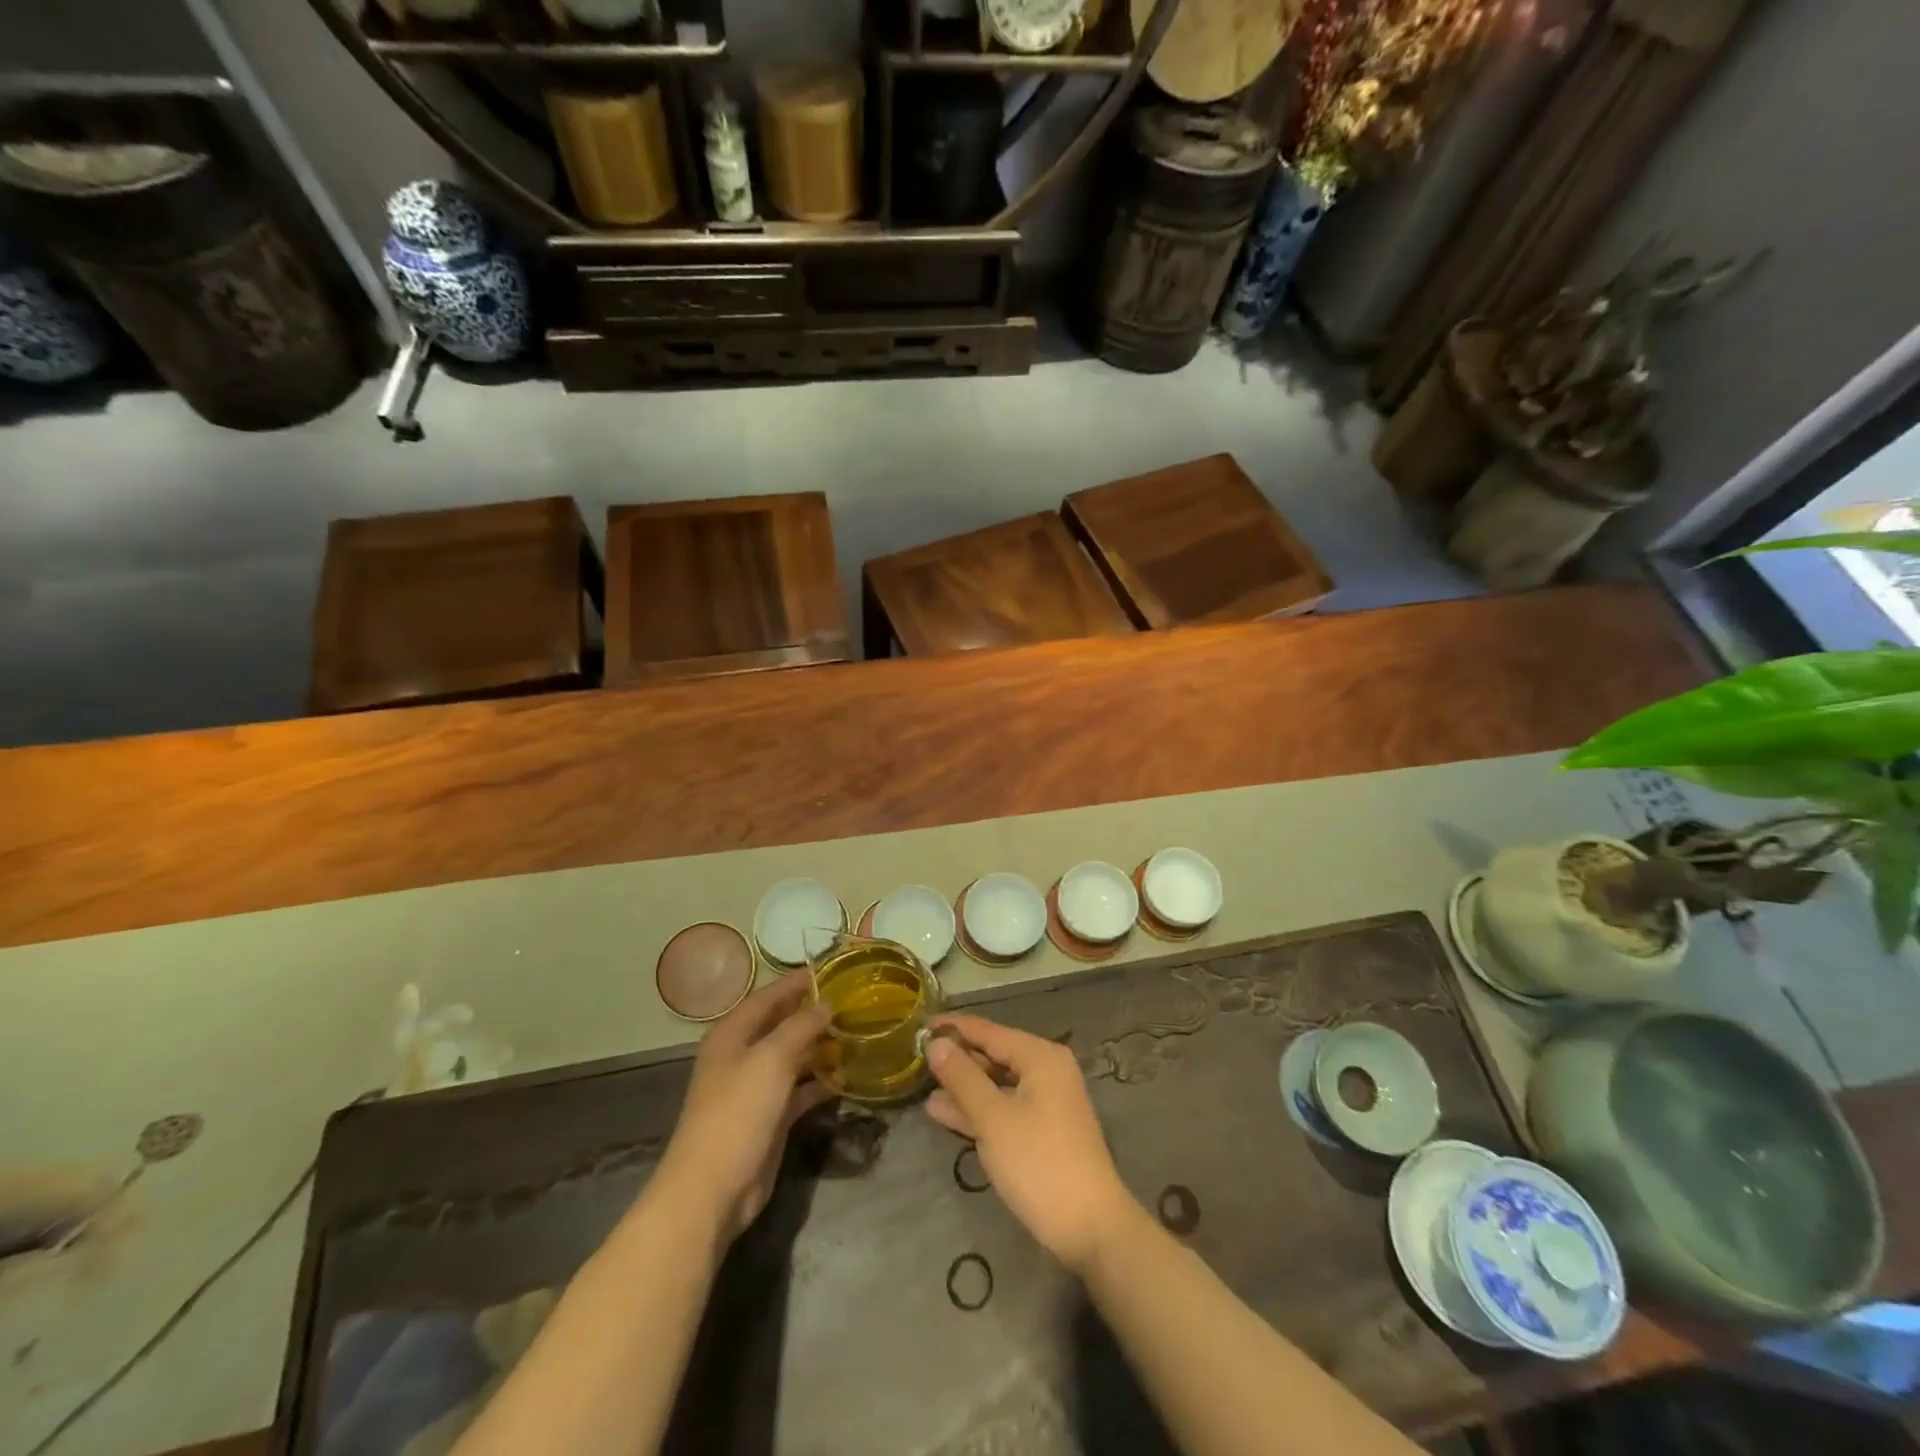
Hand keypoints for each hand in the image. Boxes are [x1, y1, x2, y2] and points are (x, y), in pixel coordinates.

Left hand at [652, 973, 834, 1242]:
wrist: (713, 1189)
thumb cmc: (737, 1112)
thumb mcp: (771, 1060)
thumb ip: (800, 1027)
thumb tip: (826, 1005)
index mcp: (733, 1034)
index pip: (768, 996)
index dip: (796, 982)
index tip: (831, 970)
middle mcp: (743, 1056)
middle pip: (781, 1025)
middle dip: (813, 1014)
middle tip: (853, 1002)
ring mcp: (756, 1088)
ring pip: (793, 1057)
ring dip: (820, 1047)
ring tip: (857, 1033)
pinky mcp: (770, 1117)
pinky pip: (800, 1089)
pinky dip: (821, 1082)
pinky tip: (847, 1075)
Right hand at [923, 1013, 1136, 1275]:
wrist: (1090, 1228)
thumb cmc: (1039, 1163)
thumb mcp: (993, 1118)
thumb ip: (962, 1078)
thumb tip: (936, 1043)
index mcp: (1040, 1056)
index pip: (988, 1031)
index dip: (953, 1028)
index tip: (919, 1024)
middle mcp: (1046, 1070)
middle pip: (993, 1055)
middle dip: (956, 1059)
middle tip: (915, 1058)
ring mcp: (1046, 1101)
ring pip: (996, 1084)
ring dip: (962, 1087)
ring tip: (921, 1086)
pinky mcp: (1042, 1130)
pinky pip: (1003, 1107)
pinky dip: (977, 1109)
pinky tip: (943, 1112)